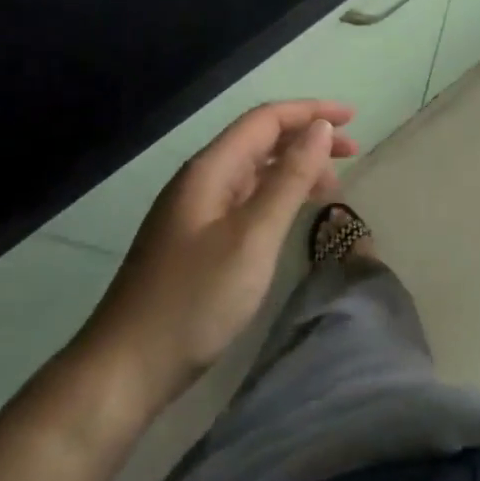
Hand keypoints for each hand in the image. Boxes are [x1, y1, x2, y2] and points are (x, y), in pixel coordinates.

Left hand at [84, 100, 357, 421]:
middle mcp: (201, 180)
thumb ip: (289, 180)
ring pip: (253, 171)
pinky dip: (276, 195)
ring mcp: (194, 211)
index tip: (353, 118)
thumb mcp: (253, 237)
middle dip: (306, 138)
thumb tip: (320, 129)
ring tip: (332, 186)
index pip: (265, 119)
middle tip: (353, 153)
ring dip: (294, 168)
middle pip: (259, 140)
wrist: (125, 368)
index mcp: (210, 169)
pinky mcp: (194, 240)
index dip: (311, 112)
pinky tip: (292, 214)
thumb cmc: (195, 300)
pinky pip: (244, 199)